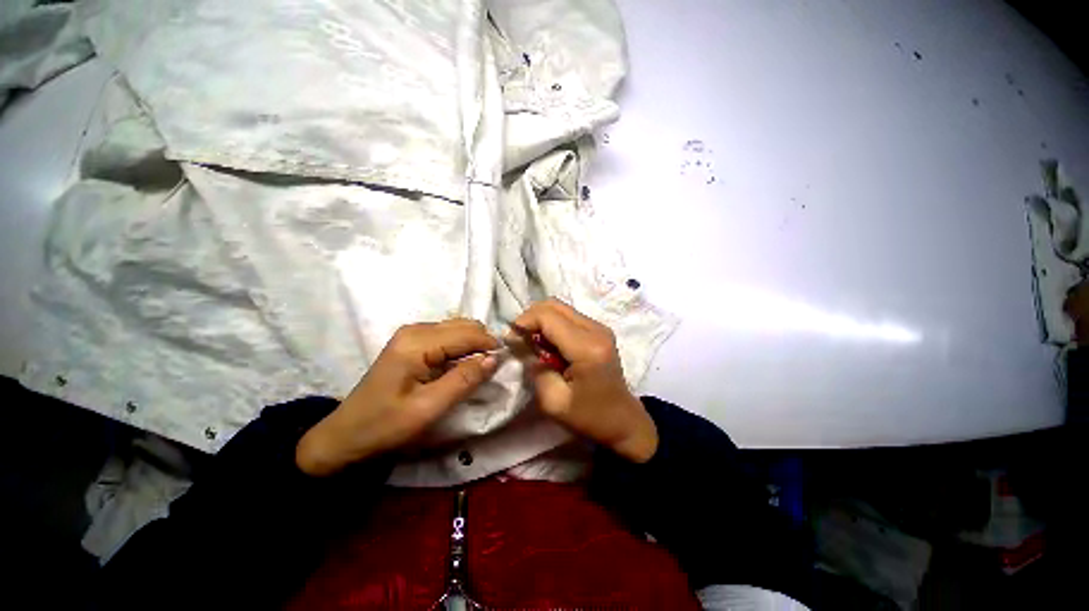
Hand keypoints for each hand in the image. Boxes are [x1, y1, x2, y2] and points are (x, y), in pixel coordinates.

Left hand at [296, 319, 499, 475]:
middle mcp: (416, 329)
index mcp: (418, 342)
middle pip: (464, 325)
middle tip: (492, 368)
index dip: (490, 345)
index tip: (505, 363)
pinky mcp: (413, 342)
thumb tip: (494, 358)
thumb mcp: (429, 408)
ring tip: (479, 368)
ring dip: (474, 344)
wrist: (346, 435)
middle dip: (483, 343)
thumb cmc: (386, 425)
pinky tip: (462, 365)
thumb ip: (464, 380)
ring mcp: (413, 334)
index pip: (467, 333)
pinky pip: (448, 336)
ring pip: (458, 328)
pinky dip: (462, 347)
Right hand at [513, 299, 657, 462]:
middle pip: (554, 305)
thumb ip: (535, 369)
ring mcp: (600, 327)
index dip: (524, 322)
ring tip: (532, 342)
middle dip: (531, 317)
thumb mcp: (553, 402)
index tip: (510, 339)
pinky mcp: (599, 330)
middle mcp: (596, 329)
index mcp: (587, 348)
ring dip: (541, 320)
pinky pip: (569, 316)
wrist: (623, 421)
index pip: (548, 317)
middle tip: (519, 339)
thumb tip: (522, 345)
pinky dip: (552, 324)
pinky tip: (548, 344)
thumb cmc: (589, 417)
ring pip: (560, 308)